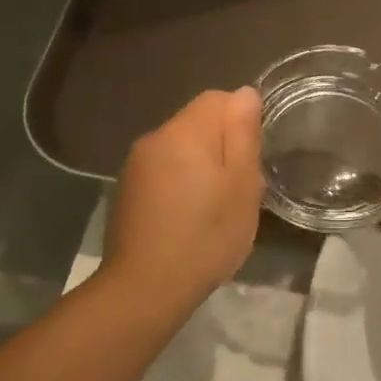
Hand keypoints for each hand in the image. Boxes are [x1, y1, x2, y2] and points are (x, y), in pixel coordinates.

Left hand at [102, 88, 263, 307]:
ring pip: (181, 149)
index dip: (242, 121)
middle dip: (223, 147)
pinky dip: (181, 185)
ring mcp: (135, 165)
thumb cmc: (206, 236)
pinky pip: (164, 172)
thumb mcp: (241, 186)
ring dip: (202, 167)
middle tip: (239, 190)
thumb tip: (245, 93)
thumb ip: (243, 134)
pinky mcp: (128, 190)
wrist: (146, 287)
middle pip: (197, 123)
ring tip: (215, 208)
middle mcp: (154, 139)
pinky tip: (189, 219)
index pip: (218, 99)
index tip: (252, 159)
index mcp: (183, 132)